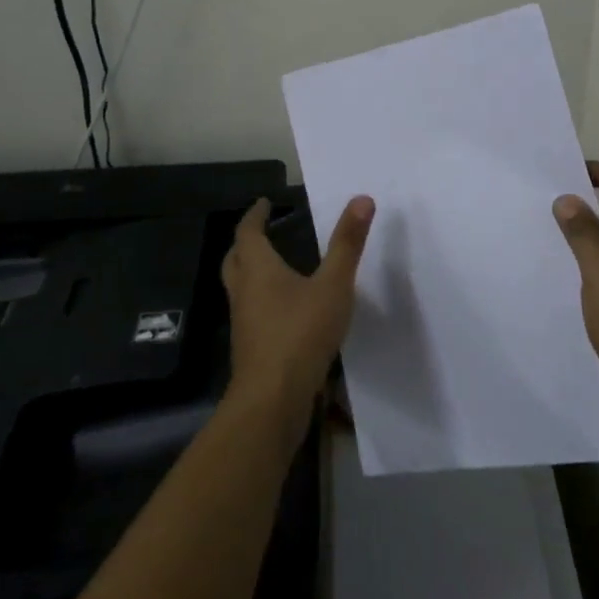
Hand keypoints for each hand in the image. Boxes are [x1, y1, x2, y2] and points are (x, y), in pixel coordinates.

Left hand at [220, 196, 374, 437]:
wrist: (272, 399)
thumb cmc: (300, 333)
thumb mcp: (333, 285)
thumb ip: (348, 244)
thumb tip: (362, 198)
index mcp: (258, 270)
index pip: (248, 233)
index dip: (255, 215)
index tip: (264, 203)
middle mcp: (244, 292)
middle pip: (235, 259)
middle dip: (246, 242)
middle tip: (261, 232)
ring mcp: (243, 322)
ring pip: (239, 287)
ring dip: (250, 271)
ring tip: (273, 266)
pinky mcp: (250, 347)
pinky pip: (250, 311)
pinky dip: (260, 299)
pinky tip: (284, 309)